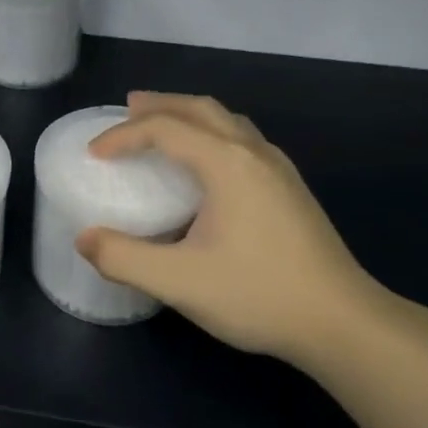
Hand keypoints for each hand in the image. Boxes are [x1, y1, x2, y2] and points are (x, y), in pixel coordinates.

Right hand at [77, 92, 395, 372]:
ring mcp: (279, 169)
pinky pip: (243, 139)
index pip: (165, 129)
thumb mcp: (179, 282)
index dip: (123, 135)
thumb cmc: (258, 295)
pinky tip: (208, 163)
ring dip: (189, 115)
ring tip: (164, 125)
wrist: (342, 322)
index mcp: (226, 163)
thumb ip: (124, 259)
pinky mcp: (291, 189)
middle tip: (127, 109)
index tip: (94, 154)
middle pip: (200, 108)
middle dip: (160, 105)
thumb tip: (85, 239)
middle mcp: (254, 153)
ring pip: (228, 120)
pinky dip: (212, 132)